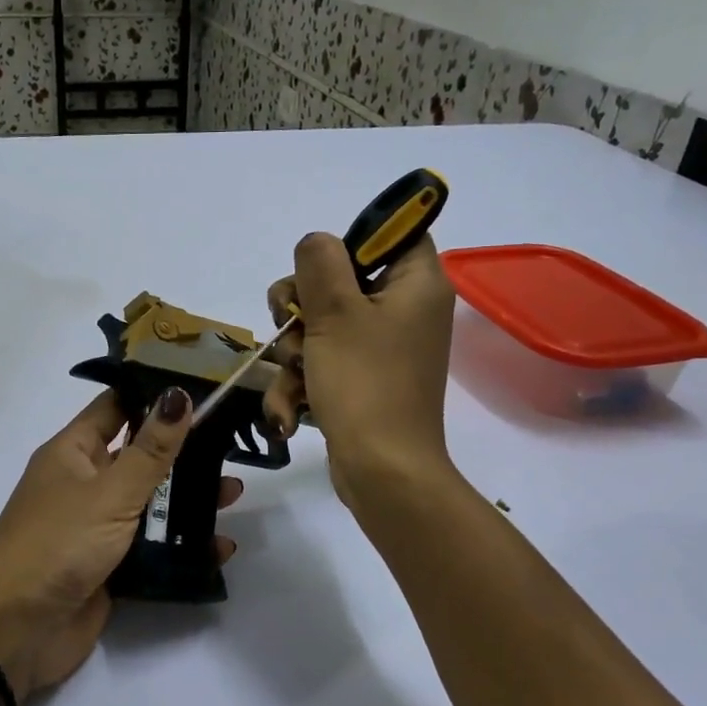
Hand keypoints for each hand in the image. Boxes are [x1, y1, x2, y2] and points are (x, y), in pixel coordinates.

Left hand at [0, 387, 242, 699]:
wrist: (15, 632)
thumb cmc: (58, 544)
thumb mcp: (110, 492)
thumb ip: (150, 450)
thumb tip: (178, 395)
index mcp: (73, 453)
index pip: (116, 407)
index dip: (153, 395)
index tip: (203, 386)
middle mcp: (84, 483)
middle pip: (139, 457)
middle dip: (183, 452)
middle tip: (231, 445)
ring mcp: (96, 527)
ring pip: (150, 504)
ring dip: (188, 500)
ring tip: (233, 495)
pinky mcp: (109, 567)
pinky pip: (152, 547)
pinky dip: (182, 546)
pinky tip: (220, 547)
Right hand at [262, 234, 456, 506]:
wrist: (382, 473)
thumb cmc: (365, 383)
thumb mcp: (335, 311)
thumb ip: (320, 262)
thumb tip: (316, 243)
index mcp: (417, 284)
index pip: (395, 232)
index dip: (353, 240)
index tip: (319, 267)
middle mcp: (405, 310)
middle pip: (342, 278)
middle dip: (302, 304)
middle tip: (293, 324)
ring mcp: (383, 348)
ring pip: (322, 323)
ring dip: (293, 349)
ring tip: (295, 374)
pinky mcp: (362, 379)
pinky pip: (324, 360)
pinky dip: (302, 381)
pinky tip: (289, 410)